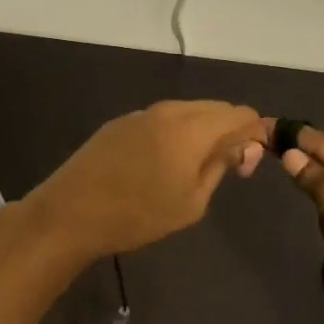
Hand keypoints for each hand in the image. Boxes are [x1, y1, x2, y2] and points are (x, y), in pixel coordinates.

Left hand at [26, 101, 265, 261]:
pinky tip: (159, 165)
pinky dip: (174, 133)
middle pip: (215, 107)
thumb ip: (220, 166)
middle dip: (229, 131)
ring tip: (191, 169)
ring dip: (201, 131)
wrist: (70, 212)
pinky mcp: (119, 123)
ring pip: (187, 112)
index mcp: (191, 127)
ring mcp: (140, 114)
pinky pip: (161, 119)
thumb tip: (240, 146)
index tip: (244, 166)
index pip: (241, 113)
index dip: (253, 135)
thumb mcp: (191, 202)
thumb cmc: (137, 215)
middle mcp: (168, 110)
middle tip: (224, 168)